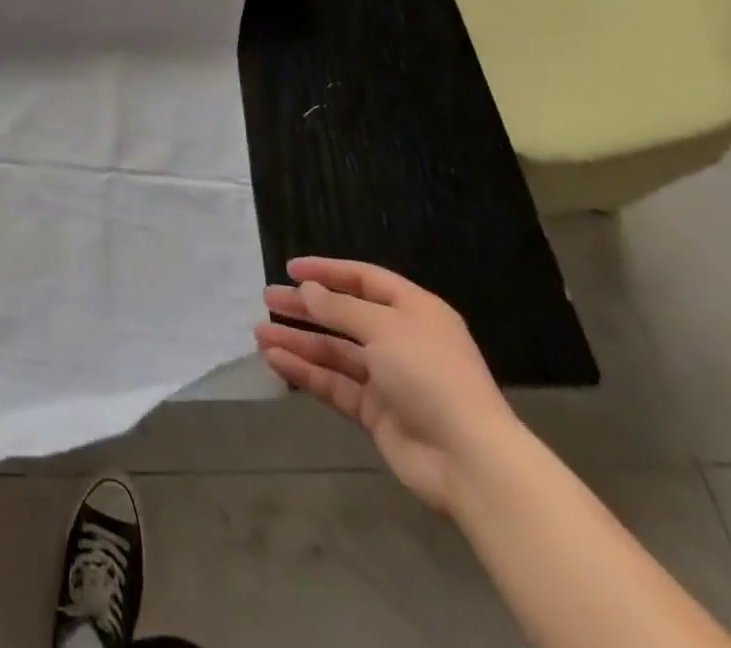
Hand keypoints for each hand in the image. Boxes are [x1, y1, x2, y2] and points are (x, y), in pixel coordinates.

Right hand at [255, 258, 523, 513]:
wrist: (470, 462)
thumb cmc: (430, 375)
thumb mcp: (383, 327)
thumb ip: (339, 308)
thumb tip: (307, 290)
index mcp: (414, 311)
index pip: (365, 280)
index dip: (328, 272)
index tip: (290, 268)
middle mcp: (401, 340)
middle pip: (344, 315)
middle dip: (305, 308)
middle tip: (268, 299)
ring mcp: (388, 378)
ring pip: (335, 352)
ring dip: (298, 341)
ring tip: (260, 334)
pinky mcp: (376, 412)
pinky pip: (334, 384)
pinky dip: (306, 373)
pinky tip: (276, 362)